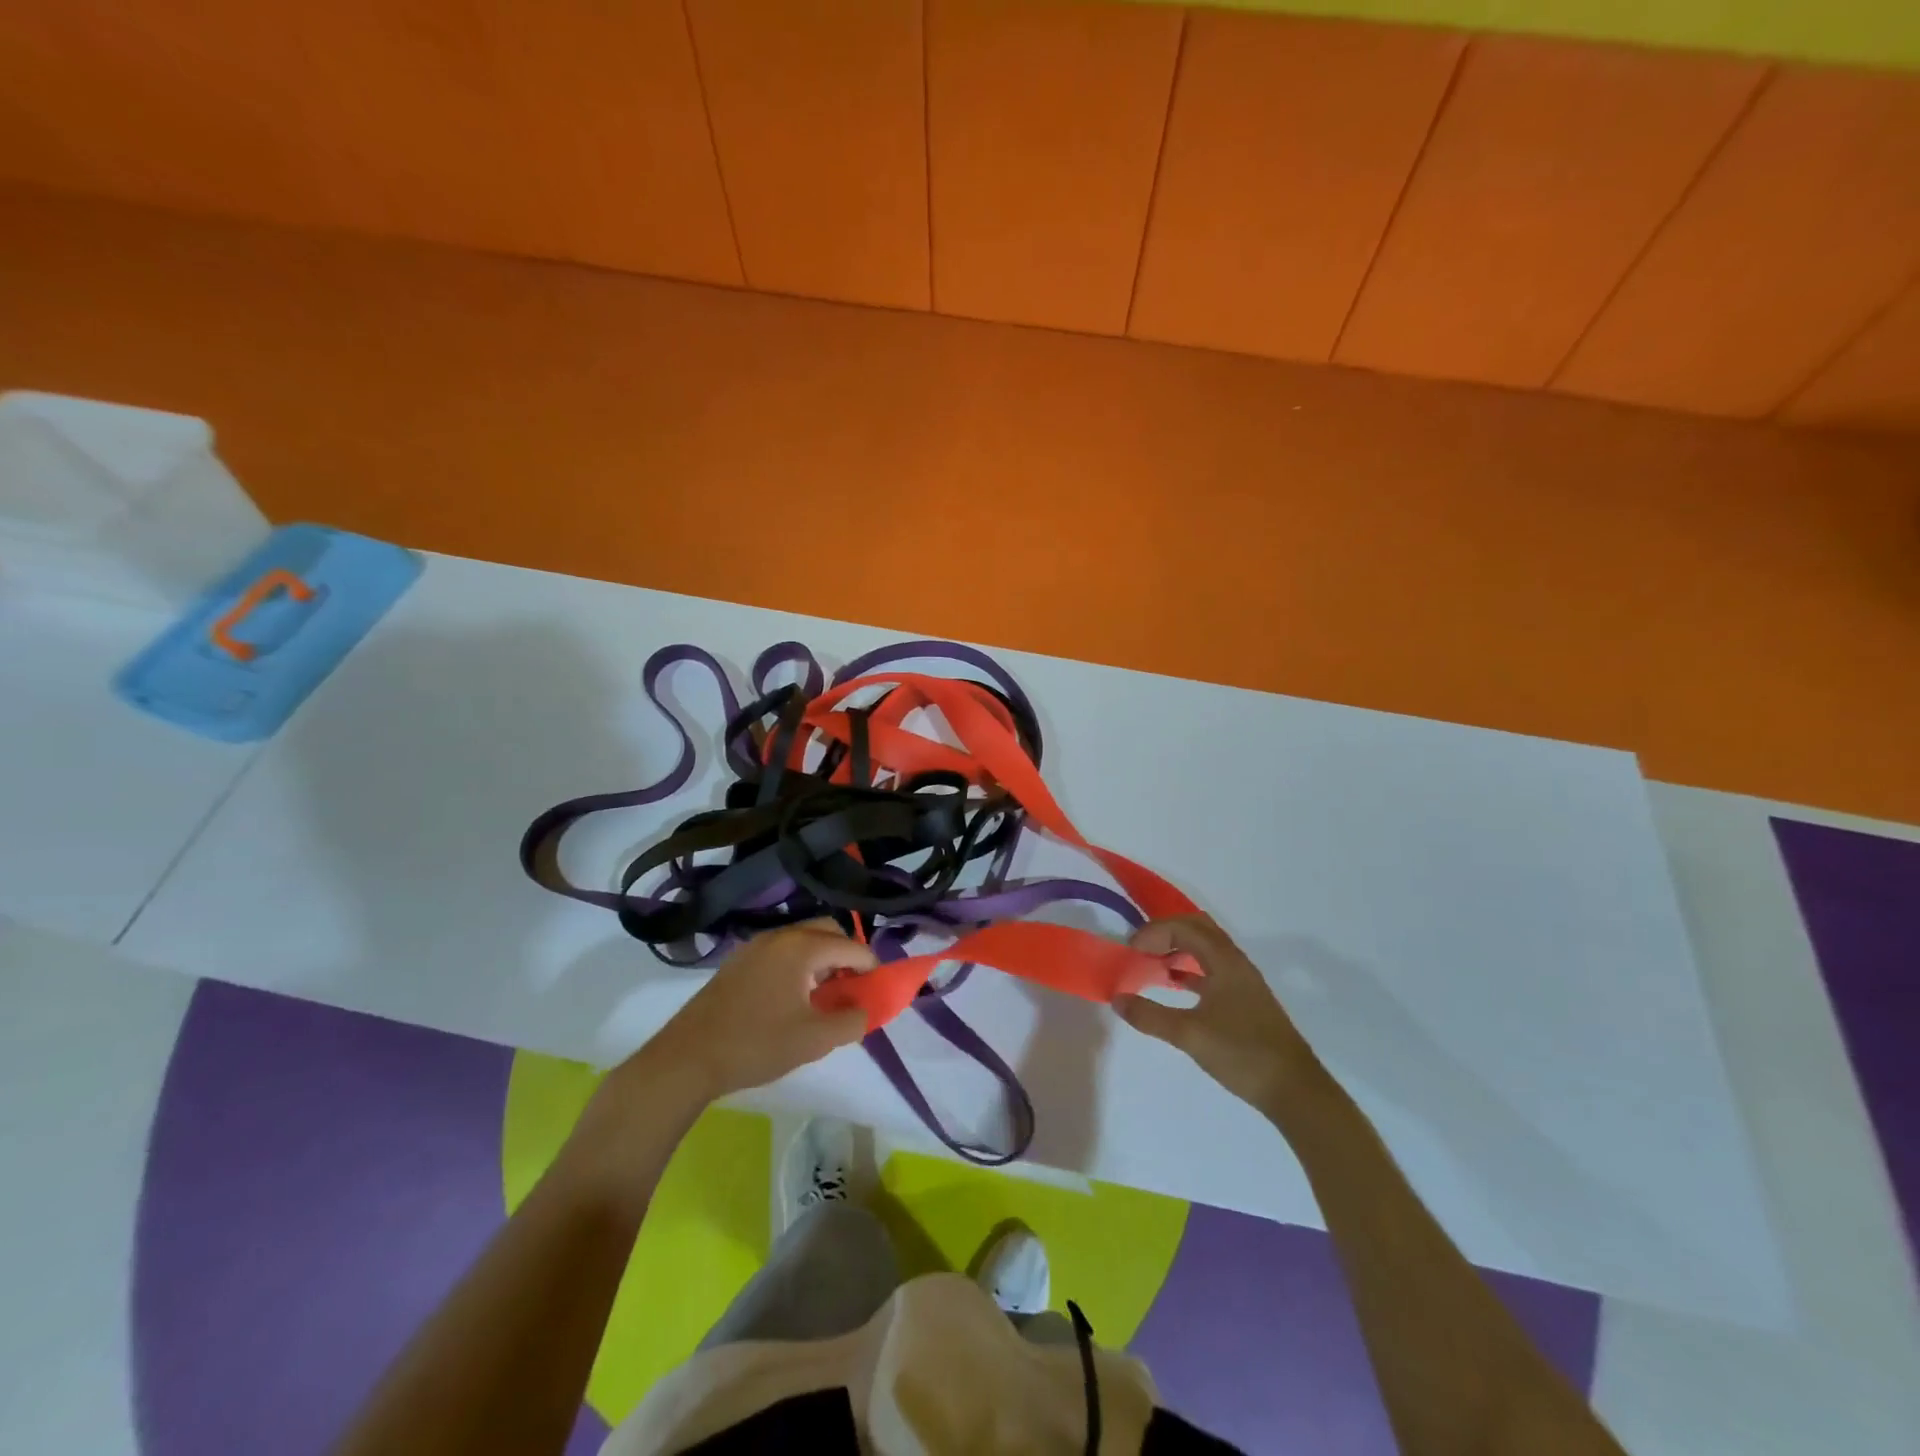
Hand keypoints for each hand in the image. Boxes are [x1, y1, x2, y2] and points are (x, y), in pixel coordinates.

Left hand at [639, 920, 874, 1100]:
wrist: (687, 1058)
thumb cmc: (757, 1045)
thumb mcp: (815, 1039)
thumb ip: (852, 1020)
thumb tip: (867, 1008)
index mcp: (802, 947)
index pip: (851, 947)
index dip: (871, 968)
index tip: (878, 992)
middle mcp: (780, 935)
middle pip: (828, 931)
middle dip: (847, 956)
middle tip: (852, 989)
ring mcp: (755, 945)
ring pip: (803, 939)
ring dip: (822, 960)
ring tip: (824, 996)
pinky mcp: (738, 960)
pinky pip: (782, 950)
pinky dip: (799, 964)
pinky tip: (793, 997)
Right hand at [1113, 914, 1324, 1114]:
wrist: (1294, 1090)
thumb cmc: (1242, 1053)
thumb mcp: (1189, 1035)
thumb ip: (1149, 1016)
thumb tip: (1117, 999)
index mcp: (1224, 960)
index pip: (1183, 927)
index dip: (1152, 933)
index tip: (1130, 951)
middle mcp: (1235, 962)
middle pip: (1197, 928)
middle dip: (1165, 932)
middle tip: (1140, 948)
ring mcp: (1242, 980)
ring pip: (1206, 948)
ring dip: (1178, 948)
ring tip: (1152, 964)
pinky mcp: (1245, 999)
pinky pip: (1211, 968)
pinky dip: (1189, 969)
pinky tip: (1174, 986)